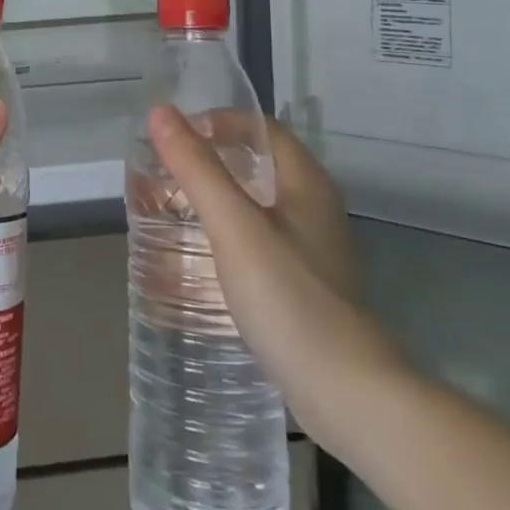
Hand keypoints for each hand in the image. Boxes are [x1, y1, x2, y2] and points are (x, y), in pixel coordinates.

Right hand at [148, 104, 409, 451]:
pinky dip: (225, 235)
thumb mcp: (234, 227)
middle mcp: (314, 208)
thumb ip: (197, 168)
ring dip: (213, 199)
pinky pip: (257, 240)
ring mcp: (312, 250)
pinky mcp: (304, 286)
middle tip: (163, 175)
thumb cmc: (289, 298)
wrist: (348, 396)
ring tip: (170, 212)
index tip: (173, 138)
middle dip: (208, 162)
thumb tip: (161, 112)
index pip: (260, 128)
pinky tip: (199, 258)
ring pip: (255, 205)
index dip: (216, 122)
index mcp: (306, 183)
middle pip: (256, 165)